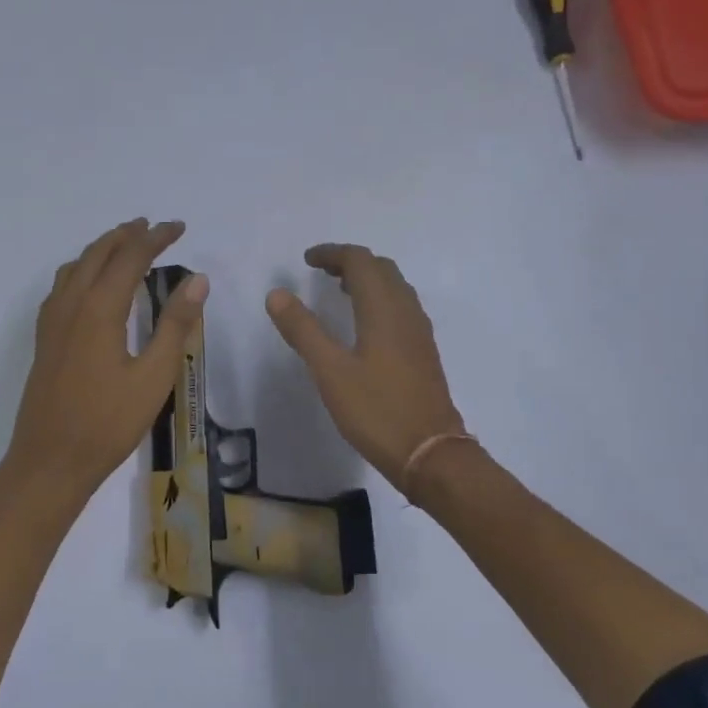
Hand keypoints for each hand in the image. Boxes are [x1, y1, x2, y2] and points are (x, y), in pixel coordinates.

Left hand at [0, 219, 207, 513]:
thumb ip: (175, 324)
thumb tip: (197, 279)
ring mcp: (52, 321)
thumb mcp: (153, 376)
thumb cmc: (108, 423)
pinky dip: (82, 269)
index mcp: (99, 309)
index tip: (179, 227)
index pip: (130, 257)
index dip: (156, 238)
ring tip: (124, 245)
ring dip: (101, 249)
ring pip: (76, 267)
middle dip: (126, 235)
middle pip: (98, 254)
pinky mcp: (45, 338)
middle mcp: (71, 305)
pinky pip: (62, 286)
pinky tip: (90, 284)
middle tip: (152, 227)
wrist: (50, 461)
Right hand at [265, 244, 464, 492]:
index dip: (333, 253)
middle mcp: (406, 311)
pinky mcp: (423, 351)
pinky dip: (380, 298)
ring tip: (340, 290)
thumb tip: (276, 293)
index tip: (307, 260)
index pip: (360, 261)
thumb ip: (303, 330)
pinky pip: (402, 307)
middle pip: (381, 268)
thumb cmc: (376, 410)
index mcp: (383, 309)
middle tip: (321, 272)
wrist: (431, 454)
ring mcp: (419, 332)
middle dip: (351, 262)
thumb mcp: (330, 371)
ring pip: (395, 287)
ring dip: (368, 279)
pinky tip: (365, 324)